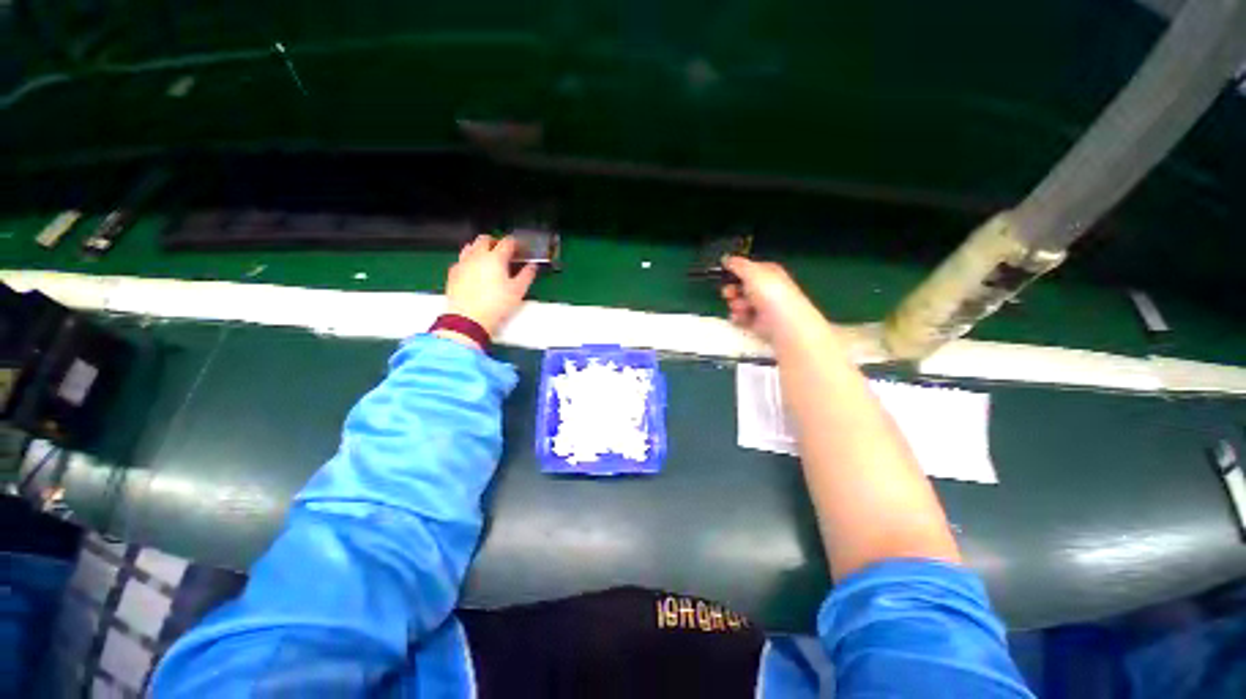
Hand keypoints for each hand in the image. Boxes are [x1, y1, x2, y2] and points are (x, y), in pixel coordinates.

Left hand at [444, 235, 537, 337]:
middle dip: (495, 241)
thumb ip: (527, 275)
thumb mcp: (518, 291)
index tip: (520, 247)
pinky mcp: (453, 272)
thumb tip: (532, 266)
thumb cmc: (497, 304)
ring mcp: (463, 262)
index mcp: (495, 258)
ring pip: (470, 246)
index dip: (515, 243)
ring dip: (480, 248)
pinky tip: (474, 270)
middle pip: (485, 239)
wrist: (469, 318)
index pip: (507, 242)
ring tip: (488, 258)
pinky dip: (469, 260)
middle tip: (503, 251)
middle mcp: (477, 255)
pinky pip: (461, 259)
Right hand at [720, 256, 823, 343]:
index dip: (736, 271)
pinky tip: (741, 317)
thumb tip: (726, 258)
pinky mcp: (757, 321)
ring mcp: (761, 306)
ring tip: (742, 308)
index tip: (725, 273)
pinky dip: (738, 318)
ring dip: (735, 305)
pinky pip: (741, 317)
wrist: (782, 322)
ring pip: (738, 302)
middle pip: (740, 286)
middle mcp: (765, 288)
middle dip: (732, 290)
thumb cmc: (769, 292)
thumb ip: (737, 264)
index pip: (748, 268)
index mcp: (768, 272)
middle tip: (730, 293)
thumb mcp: (752, 271)